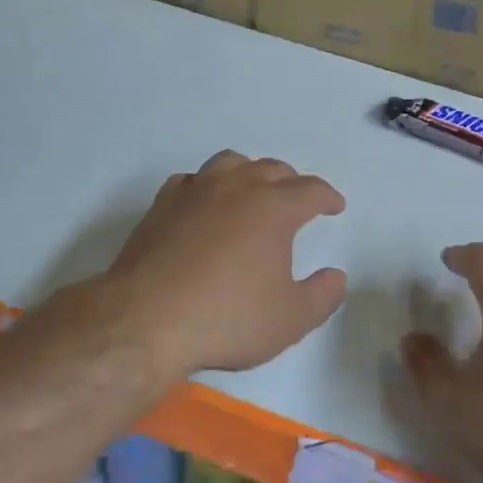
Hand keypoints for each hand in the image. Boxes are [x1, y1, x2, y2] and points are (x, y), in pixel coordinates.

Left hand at [104, 150, 347, 376]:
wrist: (146, 320)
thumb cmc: (227, 319)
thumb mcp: (289, 319)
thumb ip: (322, 296)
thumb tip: (336, 275)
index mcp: (273, 208)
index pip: (310, 190)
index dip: (327, 197)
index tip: (335, 206)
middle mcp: (236, 188)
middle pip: (271, 169)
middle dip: (291, 181)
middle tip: (298, 199)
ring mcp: (195, 192)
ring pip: (230, 163)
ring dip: (249, 172)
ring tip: (253, 191)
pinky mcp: (162, 205)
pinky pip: (192, 180)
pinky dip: (207, 186)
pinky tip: (204, 204)